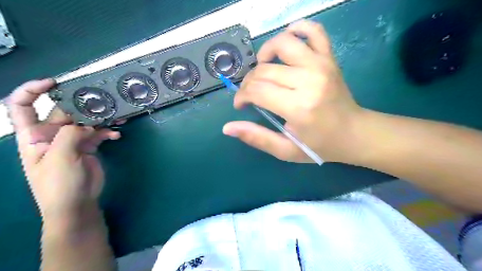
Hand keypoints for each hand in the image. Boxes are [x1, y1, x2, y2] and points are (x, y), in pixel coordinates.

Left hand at [5, 78, 119, 222]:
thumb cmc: (58, 184)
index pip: (22, 107)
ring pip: (85, 122)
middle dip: (81, 106)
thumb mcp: (59, 158)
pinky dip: (108, 133)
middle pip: (63, 112)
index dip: (32, 91)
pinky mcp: (88, 147)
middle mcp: (51, 135)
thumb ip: (69, 135)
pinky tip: (116, 136)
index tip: (54, 83)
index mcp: (33, 135)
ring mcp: (71, 141)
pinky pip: (99, 134)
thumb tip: (85, 124)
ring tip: (116, 117)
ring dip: (100, 119)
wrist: (76, 204)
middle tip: (101, 102)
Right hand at [224, 20, 362, 163]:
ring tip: (263, 68)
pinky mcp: (329, 58)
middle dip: (249, 83)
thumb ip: (257, 138)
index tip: (241, 105)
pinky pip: (313, 30)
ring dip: (265, 53)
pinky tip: (287, 44)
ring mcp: (321, 64)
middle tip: (251, 95)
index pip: (257, 91)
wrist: (354, 133)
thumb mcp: (286, 150)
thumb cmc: (319, 145)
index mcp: (298, 107)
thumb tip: (227, 128)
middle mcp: (309, 80)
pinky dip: (297, 29)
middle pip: (264, 70)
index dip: (242, 97)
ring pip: (282, 43)